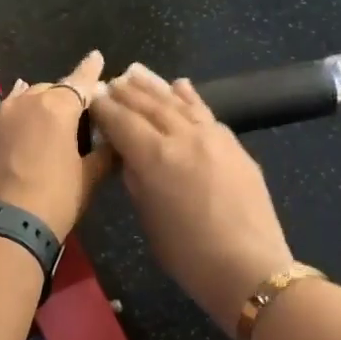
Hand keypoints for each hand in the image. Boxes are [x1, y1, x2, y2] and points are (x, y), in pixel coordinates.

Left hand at [0, 51, 110, 238]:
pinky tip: (15, 140)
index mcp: (56, 108)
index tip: (96, 57)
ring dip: (33, 108)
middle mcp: (22, 104)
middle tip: (73, 113)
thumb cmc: (52, 201)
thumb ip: (103, 155)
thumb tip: (115, 143)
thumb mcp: (87, 180)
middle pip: (48, 90)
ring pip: (19, 103)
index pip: (80, 81)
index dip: (90, 70)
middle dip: (61, 96)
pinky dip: (11, 127)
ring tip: (42, 119)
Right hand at [91, 64, 293, 333]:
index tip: (91, 96)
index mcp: (154, 156)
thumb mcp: (149, 219)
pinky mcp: (233, 144)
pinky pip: (205, 112)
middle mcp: (182, 136)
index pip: (121, 121)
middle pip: (148, 104)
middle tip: (109, 81)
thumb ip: (136, 180)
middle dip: (126, 91)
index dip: (103, 107)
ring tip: (136, 72)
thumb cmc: (188, 255)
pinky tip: (179, 85)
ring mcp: (212, 136)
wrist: (249, 267)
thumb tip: (129, 156)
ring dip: (154, 86)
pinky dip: (189, 97)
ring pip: (178, 102)